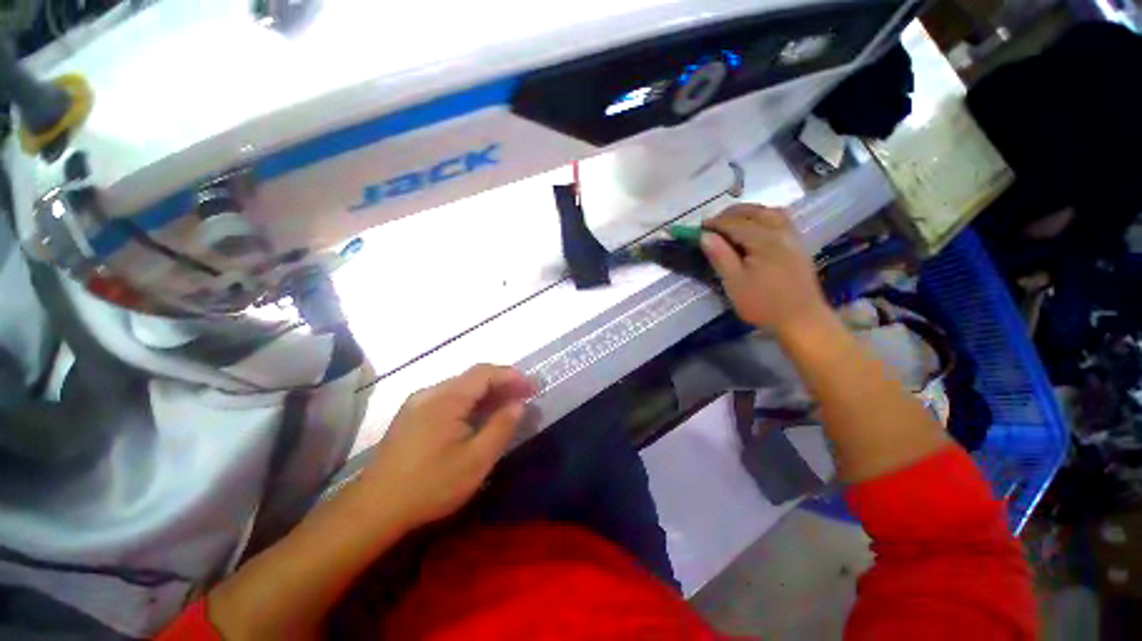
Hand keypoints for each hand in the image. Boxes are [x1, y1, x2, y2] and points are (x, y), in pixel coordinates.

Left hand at [356, 364, 533, 528]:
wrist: (374, 509)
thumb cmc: (430, 485)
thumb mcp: (476, 460)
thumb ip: (501, 427)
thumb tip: (519, 404)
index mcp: (446, 398)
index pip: (485, 372)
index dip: (512, 376)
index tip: (532, 387)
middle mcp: (430, 392)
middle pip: (473, 377)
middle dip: (501, 383)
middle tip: (523, 397)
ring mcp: (417, 403)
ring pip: (460, 387)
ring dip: (486, 392)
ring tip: (506, 406)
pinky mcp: (411, 416)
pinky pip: (447, 398)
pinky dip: (469, 401)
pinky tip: (477, 417)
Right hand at [700, 205, 829, 336]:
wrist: (801, 319)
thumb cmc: (764, 303)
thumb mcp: (735, 282)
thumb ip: (720, 256)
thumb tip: (705, 235)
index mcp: (764, 240)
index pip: (735, 223)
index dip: (714, 223)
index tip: (698, 228)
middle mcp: (781, 231)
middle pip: (754, 212)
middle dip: (731, 214)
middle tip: (712, 224)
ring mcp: (792, 237)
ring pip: (769, 213)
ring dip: (748, 213)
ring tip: (732, 223)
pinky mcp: (797, 246)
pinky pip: (780, 220)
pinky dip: (763, 218)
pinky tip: (755, 230)